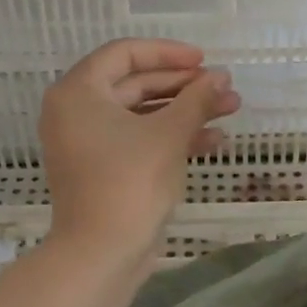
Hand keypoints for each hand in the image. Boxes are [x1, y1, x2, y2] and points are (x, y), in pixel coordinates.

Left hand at [40, 39, 241, 258]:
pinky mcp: (103, 169)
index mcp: (79, 92)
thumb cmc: (130, 183)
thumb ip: (196, 99)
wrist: (102, 253)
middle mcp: (76, 111)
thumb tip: (221, 77)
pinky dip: (171, 137)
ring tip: (230, 110)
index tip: (203, 61)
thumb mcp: (169, 134)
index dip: (167, 53)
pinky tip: (214, 140)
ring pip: (142, 114)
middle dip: (184, 86)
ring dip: (185, 111)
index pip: (124, 54)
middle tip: (224, 88)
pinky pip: (138, 140)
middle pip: (135, 84)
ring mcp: (88, 143)